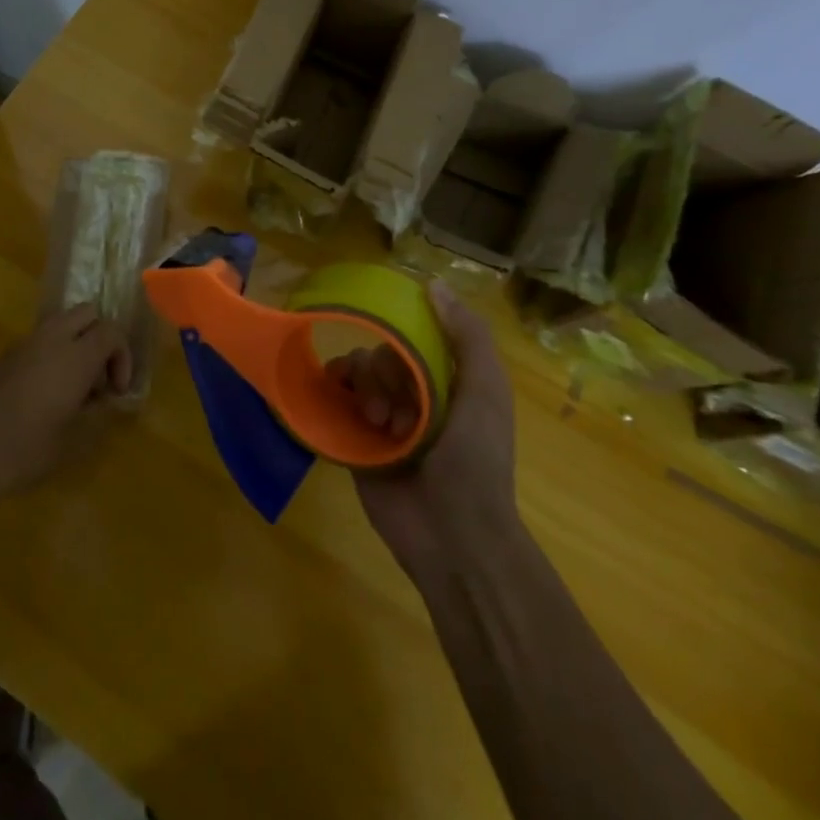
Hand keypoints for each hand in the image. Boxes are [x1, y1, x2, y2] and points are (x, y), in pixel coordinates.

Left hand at [0, 304, 132, 498]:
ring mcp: (24, 344)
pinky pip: (39, 341)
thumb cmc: (27, 448)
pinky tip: (45, 393)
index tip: (116, 391)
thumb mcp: (74, 439)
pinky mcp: (5, 355)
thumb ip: (95, 412)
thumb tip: (99, 399)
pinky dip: (52, 354)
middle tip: (98, 377)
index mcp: (75, 356)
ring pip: (61, 323)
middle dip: (100, 338)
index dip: (122, 356)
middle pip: (87, 313)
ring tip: (73, 386)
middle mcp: (51, 339)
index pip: (111, 331)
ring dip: (75, 343)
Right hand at [344, 281, 520, 578]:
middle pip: (380, 352)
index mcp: (447, 381)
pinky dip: (336, 397)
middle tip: (399, 412)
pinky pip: (333, 399)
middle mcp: (413, 394)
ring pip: (356, 372)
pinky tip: (352, 416)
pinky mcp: (354, 439)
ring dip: (367, 391)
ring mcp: (381, 417)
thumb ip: (468, 336)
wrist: (454, 536)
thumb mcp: (486, 391)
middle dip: (386, 374)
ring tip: (382, 427)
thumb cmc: (477, 460)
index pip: (413, 336)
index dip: (405, 337)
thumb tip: (433, 284)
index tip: (403, 346)